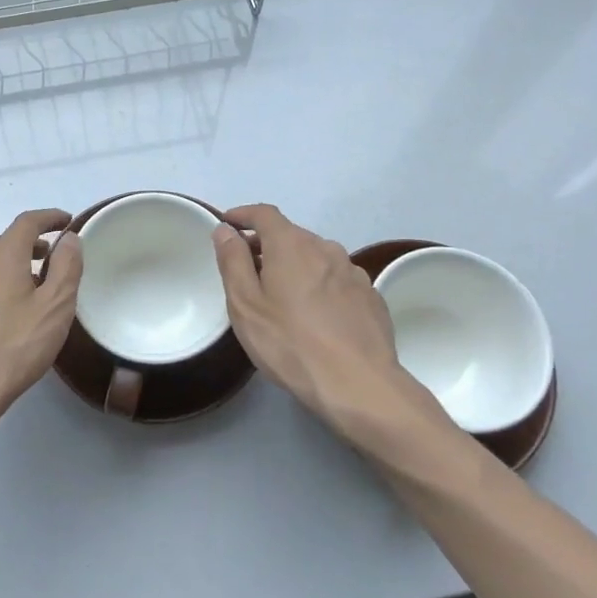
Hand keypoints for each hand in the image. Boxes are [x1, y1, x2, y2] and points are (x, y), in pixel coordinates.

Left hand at [0, 208, 80, 447]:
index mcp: (1, 256)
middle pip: (5, 242)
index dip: (49, 217)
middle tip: (53, 261)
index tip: (66, 221)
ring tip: (29, 290)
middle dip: (31, 245)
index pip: (27, 222)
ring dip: (11, 268)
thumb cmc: (13, 348)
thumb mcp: (54, 308)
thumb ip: (66, 267)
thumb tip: (69, 238)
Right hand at [212, 204, 448, 444]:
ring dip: (295, 266)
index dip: (243, 215)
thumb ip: (233, 261)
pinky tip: (316, 314)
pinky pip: (337, 279)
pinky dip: (320, 285)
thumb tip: (225, 230)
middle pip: (291, 235)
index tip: (228, 223)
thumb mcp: (245, 304)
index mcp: (291, 244)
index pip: (264, 214)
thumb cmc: (290, 343)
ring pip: (316, 258)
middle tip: (248, 269)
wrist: (358, 384)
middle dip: (267, 245)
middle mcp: (325, 247)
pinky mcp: (370, 295)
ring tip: (282, 296)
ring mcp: (352, 271)